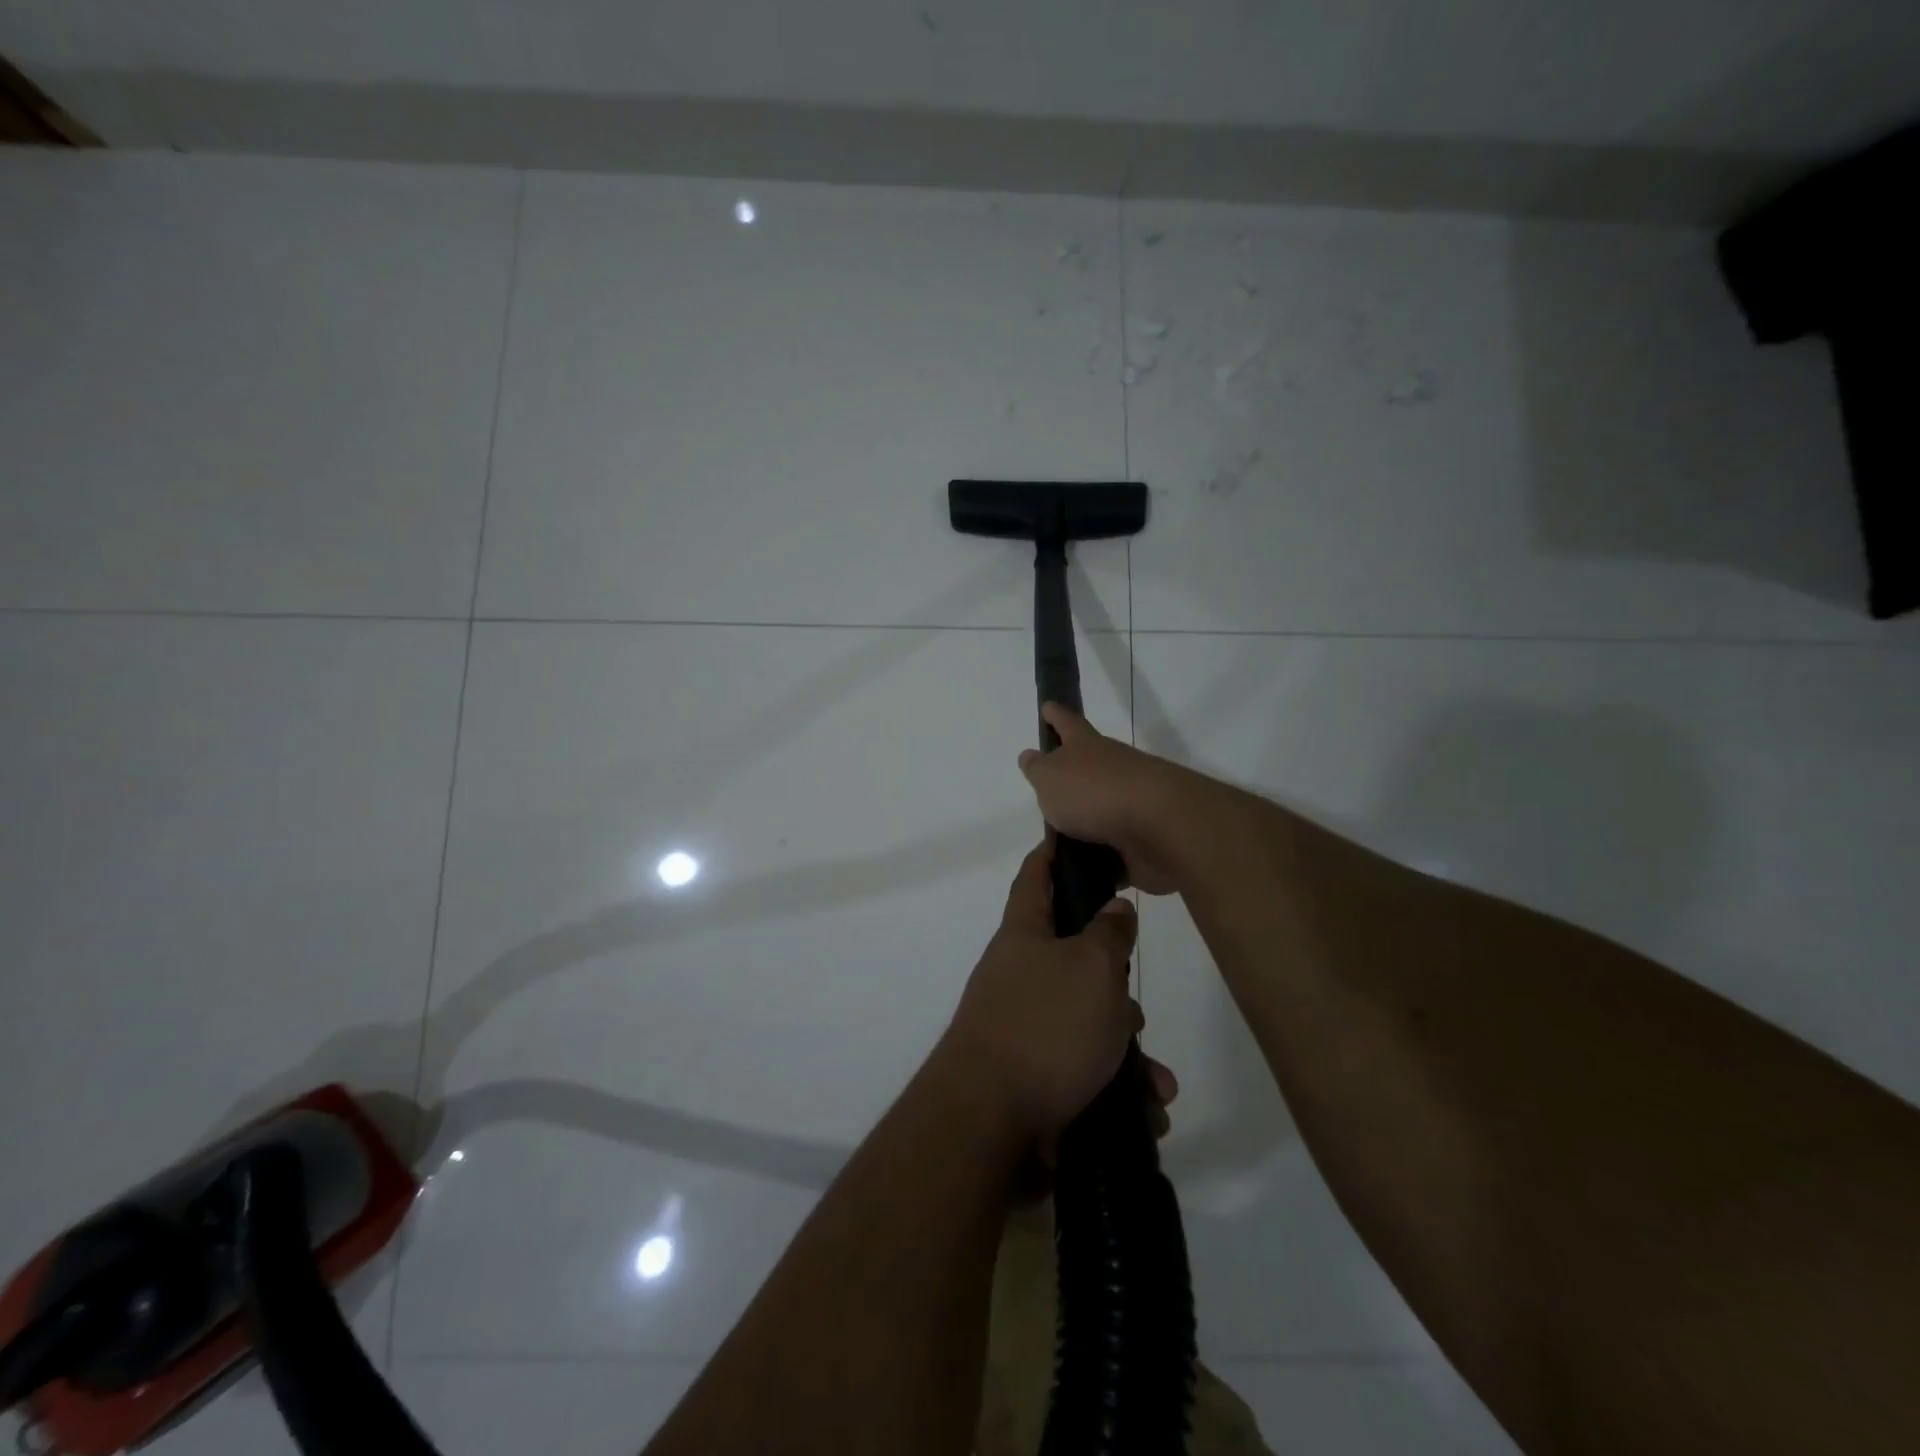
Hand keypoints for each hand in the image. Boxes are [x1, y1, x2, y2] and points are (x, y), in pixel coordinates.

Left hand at [942, 839, 1162, 1141]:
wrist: (989, 1125)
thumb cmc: (1045, 1027)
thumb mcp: (1092, 968)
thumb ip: (1109, 934)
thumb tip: (1113, 909)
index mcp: (1025, 934)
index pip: (1036, 875)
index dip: (1055, 852)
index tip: (1078, 837)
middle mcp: (1021, 975)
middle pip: (1074, 958)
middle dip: (1114, 984)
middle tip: (1135, 1007)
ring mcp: (1025, 1028)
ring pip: (1089, 1022)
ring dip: (1127, 1050)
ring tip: (1156, 1081)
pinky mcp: (1035, 1077)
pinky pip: (1086, 1070)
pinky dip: (1118, 1088)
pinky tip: (1147, 1112)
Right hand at [1018, 703, 1185, 895]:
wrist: (1158, 826)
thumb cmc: (1093, 791)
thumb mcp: (1050, 777)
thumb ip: (1037, 768)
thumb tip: (1031, 756)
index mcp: (1087, 746)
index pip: (1067, 723)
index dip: (1055, 716)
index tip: (1047, 707)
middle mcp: (1112, 769)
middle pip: (1089, 767)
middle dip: (1071, 776)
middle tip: (1048, 791)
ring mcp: (1132, 803)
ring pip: (1102, 809)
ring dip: (1085, 823)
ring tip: (1058, 843)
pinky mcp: (1143, 838)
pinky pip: (1114, 849)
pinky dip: (1100, 859)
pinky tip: (1082, 873)